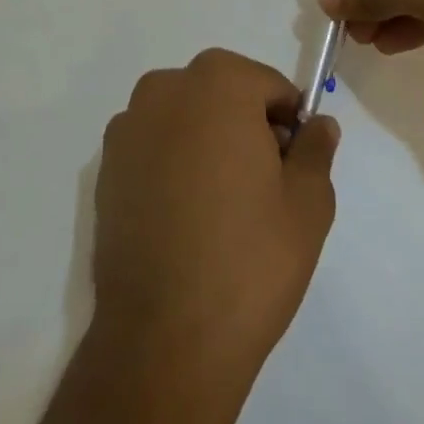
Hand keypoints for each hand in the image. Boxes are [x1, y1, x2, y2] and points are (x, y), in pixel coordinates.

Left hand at [92, 50, 339, 407]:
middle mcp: (165, 89)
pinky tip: (184, 219)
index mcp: (218, 83)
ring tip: (221, 207)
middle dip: (246, 126)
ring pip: (185, 119)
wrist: (164, 340)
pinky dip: (172, 165)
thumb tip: (319, 125)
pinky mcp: (104, 168)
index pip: (268, 86)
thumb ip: (315, 150)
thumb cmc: (249, 259)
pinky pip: (153, 148)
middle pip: (222, 94)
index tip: (292, 166)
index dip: (288, 122)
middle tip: (262, 188)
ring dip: (206, 142)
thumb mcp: (308, 203)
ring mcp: (127, 128)